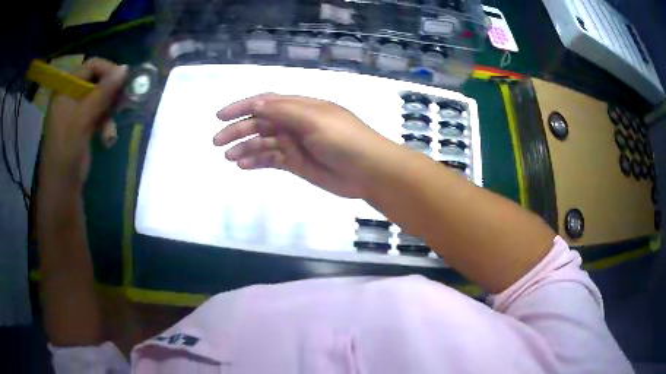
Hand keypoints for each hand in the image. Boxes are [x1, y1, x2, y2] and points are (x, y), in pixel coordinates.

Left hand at [41, 58, 126, 188]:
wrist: (61, 189)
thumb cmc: (66, 150)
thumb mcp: (83, 118)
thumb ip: (103, 93)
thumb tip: (126, 69)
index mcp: (66, 90)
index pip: (91, 66)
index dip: (108, 71)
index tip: (123, 83)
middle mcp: (71, 97)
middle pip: (97, 83)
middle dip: (110, 96)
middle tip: (121, 105)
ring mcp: (76, 113)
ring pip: (100, 101)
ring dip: (109, 115)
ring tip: (110, 133)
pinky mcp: (82, 128)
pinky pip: (98, 117)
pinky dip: (105, 126)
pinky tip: (107, 139)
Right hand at [213, 93, 394, 197]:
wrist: (369, 171)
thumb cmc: (344, 140)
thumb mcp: (314, 120)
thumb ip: (283, 112)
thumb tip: (255, 104)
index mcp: (300, 107)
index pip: (266, 102)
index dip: (242, 107)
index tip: (221, 116)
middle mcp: (295, 123)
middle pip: (261, 123)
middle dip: (238, 130)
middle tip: (217, 142)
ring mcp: (295, 143)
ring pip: (264, 142)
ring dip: (245, 147)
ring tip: (229, 157)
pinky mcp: (297, 163)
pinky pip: (272, 159)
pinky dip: (257, 161)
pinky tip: (243, 165)